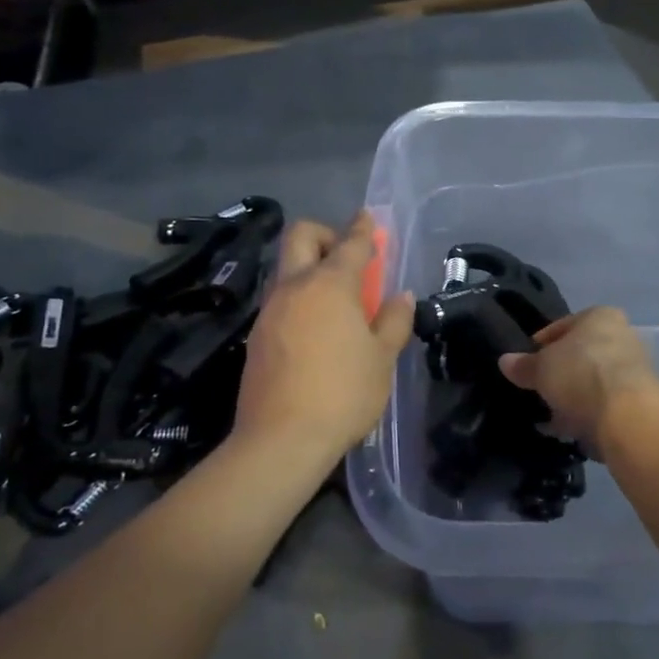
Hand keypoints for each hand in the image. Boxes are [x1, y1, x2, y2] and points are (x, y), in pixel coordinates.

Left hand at [233, 212, 414, 467]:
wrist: (280, 440)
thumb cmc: (342, 394)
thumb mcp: (382, 359)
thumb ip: (393, 320)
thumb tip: (401, 296)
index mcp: (329, 285)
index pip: (350, 244)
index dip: (363, 228)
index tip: (369, 217)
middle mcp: (294, 287)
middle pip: (302, 236)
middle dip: (326, 233)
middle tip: (347, 257)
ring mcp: (270, 310)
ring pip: (287, 268)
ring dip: (311, 268)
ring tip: (337, 301)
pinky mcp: (257, 334)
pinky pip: (280, 299)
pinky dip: (300, 298)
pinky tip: (316, 329)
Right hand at [497, 307, 658, 452]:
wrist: (627, 415)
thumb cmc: (580, 373)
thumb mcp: (541, 368)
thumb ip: (523, 365)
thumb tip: (504, 361)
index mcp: (600, 316)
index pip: (563, 326)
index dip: (541, 345)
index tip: (527, 364)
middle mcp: (622, 336)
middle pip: (580, 355)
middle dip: (559, 374)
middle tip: (538, 391)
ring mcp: (633, 370)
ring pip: (592, 382)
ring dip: (573, 398)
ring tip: (550, 417)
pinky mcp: (638, 402)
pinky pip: (603, 405)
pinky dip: (586, 416)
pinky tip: (568, 431)